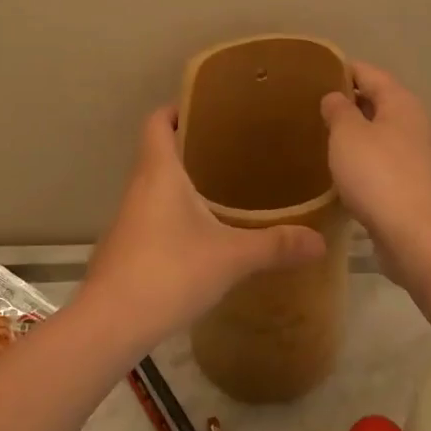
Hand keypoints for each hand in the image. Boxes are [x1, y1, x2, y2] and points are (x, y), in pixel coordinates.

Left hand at [78, 106, 325, 349]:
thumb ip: (275, 246)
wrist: (111, 323)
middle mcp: (139, 186)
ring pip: (155, 184)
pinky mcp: (126, 245)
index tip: (208, 107)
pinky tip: (200, 232)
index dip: (177, 108)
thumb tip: (320, 241)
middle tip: (231, 147)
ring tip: (222, 186)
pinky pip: (152, 213)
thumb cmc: (169, 272)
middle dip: (190, 144)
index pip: (157, 121)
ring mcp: (128, 217)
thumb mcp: (230, 258)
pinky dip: (173, 210)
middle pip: (158, 150)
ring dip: (181, 180)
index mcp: (159, 172)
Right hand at [320, 62, 430, 282]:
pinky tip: (339, 170)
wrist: (415, 235)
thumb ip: (338, 109)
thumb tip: (336, 97)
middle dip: (346, 102)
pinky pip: (381, 162)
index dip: (341, 69)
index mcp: (401, 102)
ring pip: (378, 134)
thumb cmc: (378, 175)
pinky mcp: (412, 185)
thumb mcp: (347, 134)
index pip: (368, 73)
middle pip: (376, 102)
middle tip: (309, 107)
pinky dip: (361, 160)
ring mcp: (416, 156)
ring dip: (353, 134)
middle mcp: (414, 124)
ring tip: (319, 136)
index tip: (311, 73)